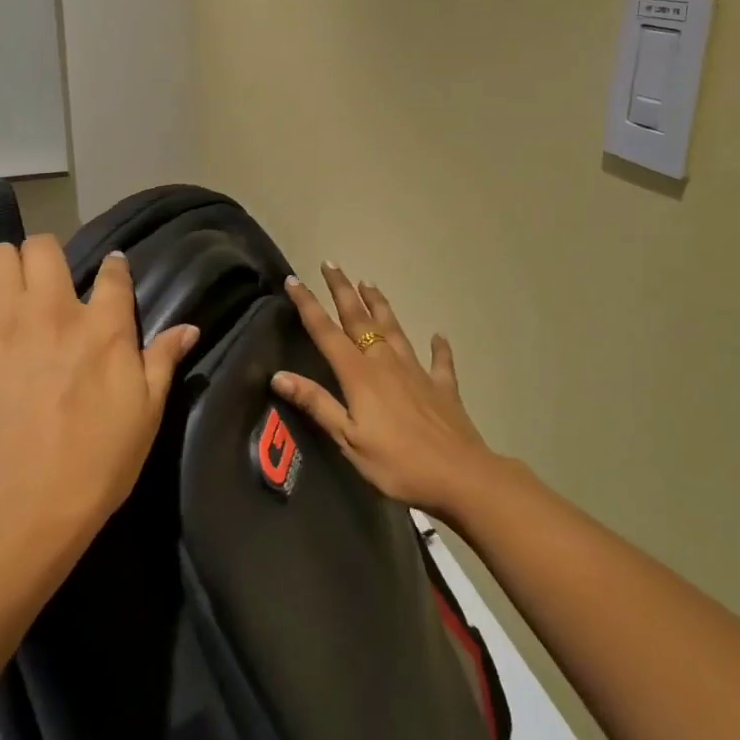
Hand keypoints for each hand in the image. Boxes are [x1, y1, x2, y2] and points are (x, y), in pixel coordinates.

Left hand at [0, 237, 198, 543]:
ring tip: (5, 302)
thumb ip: (162, 363)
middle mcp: (51, 311)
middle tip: (47, 285)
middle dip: (45, 256)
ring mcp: (0, 326)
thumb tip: (189, 328)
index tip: (112, 270)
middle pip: (43, 247)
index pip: (113, 273)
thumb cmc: (96, 463)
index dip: (114, 267)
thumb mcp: (145, 415)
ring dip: (1, 273)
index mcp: (103, 326)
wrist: (20, 504)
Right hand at [273, 263, 497, 523]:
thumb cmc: (397, 463)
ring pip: (395, 329)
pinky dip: (438, 346)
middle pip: (360, 319)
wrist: (460, 475)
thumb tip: (279, 375)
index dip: (308, 305)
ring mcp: (417, 371)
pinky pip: (439, 361)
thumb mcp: (348, 439)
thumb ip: (316, 404)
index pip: (326, 332)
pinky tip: (438, 335)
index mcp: (359, 374)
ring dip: (380, 305)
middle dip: (343, 290)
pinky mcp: (442, 387)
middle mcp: (386, 362)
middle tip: (332, 264)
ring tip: (369, 283)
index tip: (294, 280)